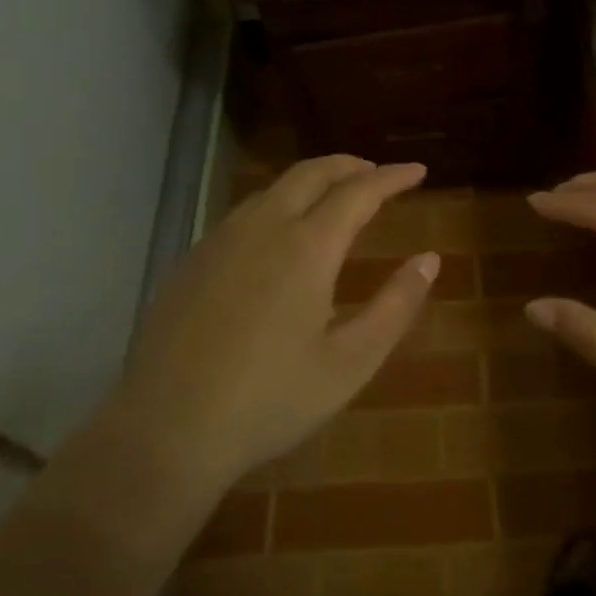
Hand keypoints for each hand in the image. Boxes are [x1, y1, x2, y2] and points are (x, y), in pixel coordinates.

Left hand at [118, 156, 439, 489]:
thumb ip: (396, 305)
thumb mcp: (351, 361)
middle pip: (311, 174)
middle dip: (350, 165)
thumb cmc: (271, 399)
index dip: (392, 177)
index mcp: (307, 247)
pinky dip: (278, 204)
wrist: (166, 429)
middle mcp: (263, 228)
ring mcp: (220, 241)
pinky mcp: (192, 261)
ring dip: (311, 181)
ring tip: (334, 198)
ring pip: (273, 188)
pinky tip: (280, 235)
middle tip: (377, 173)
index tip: (418, 170)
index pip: (359, 192)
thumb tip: (429, 260)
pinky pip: (245, 213)